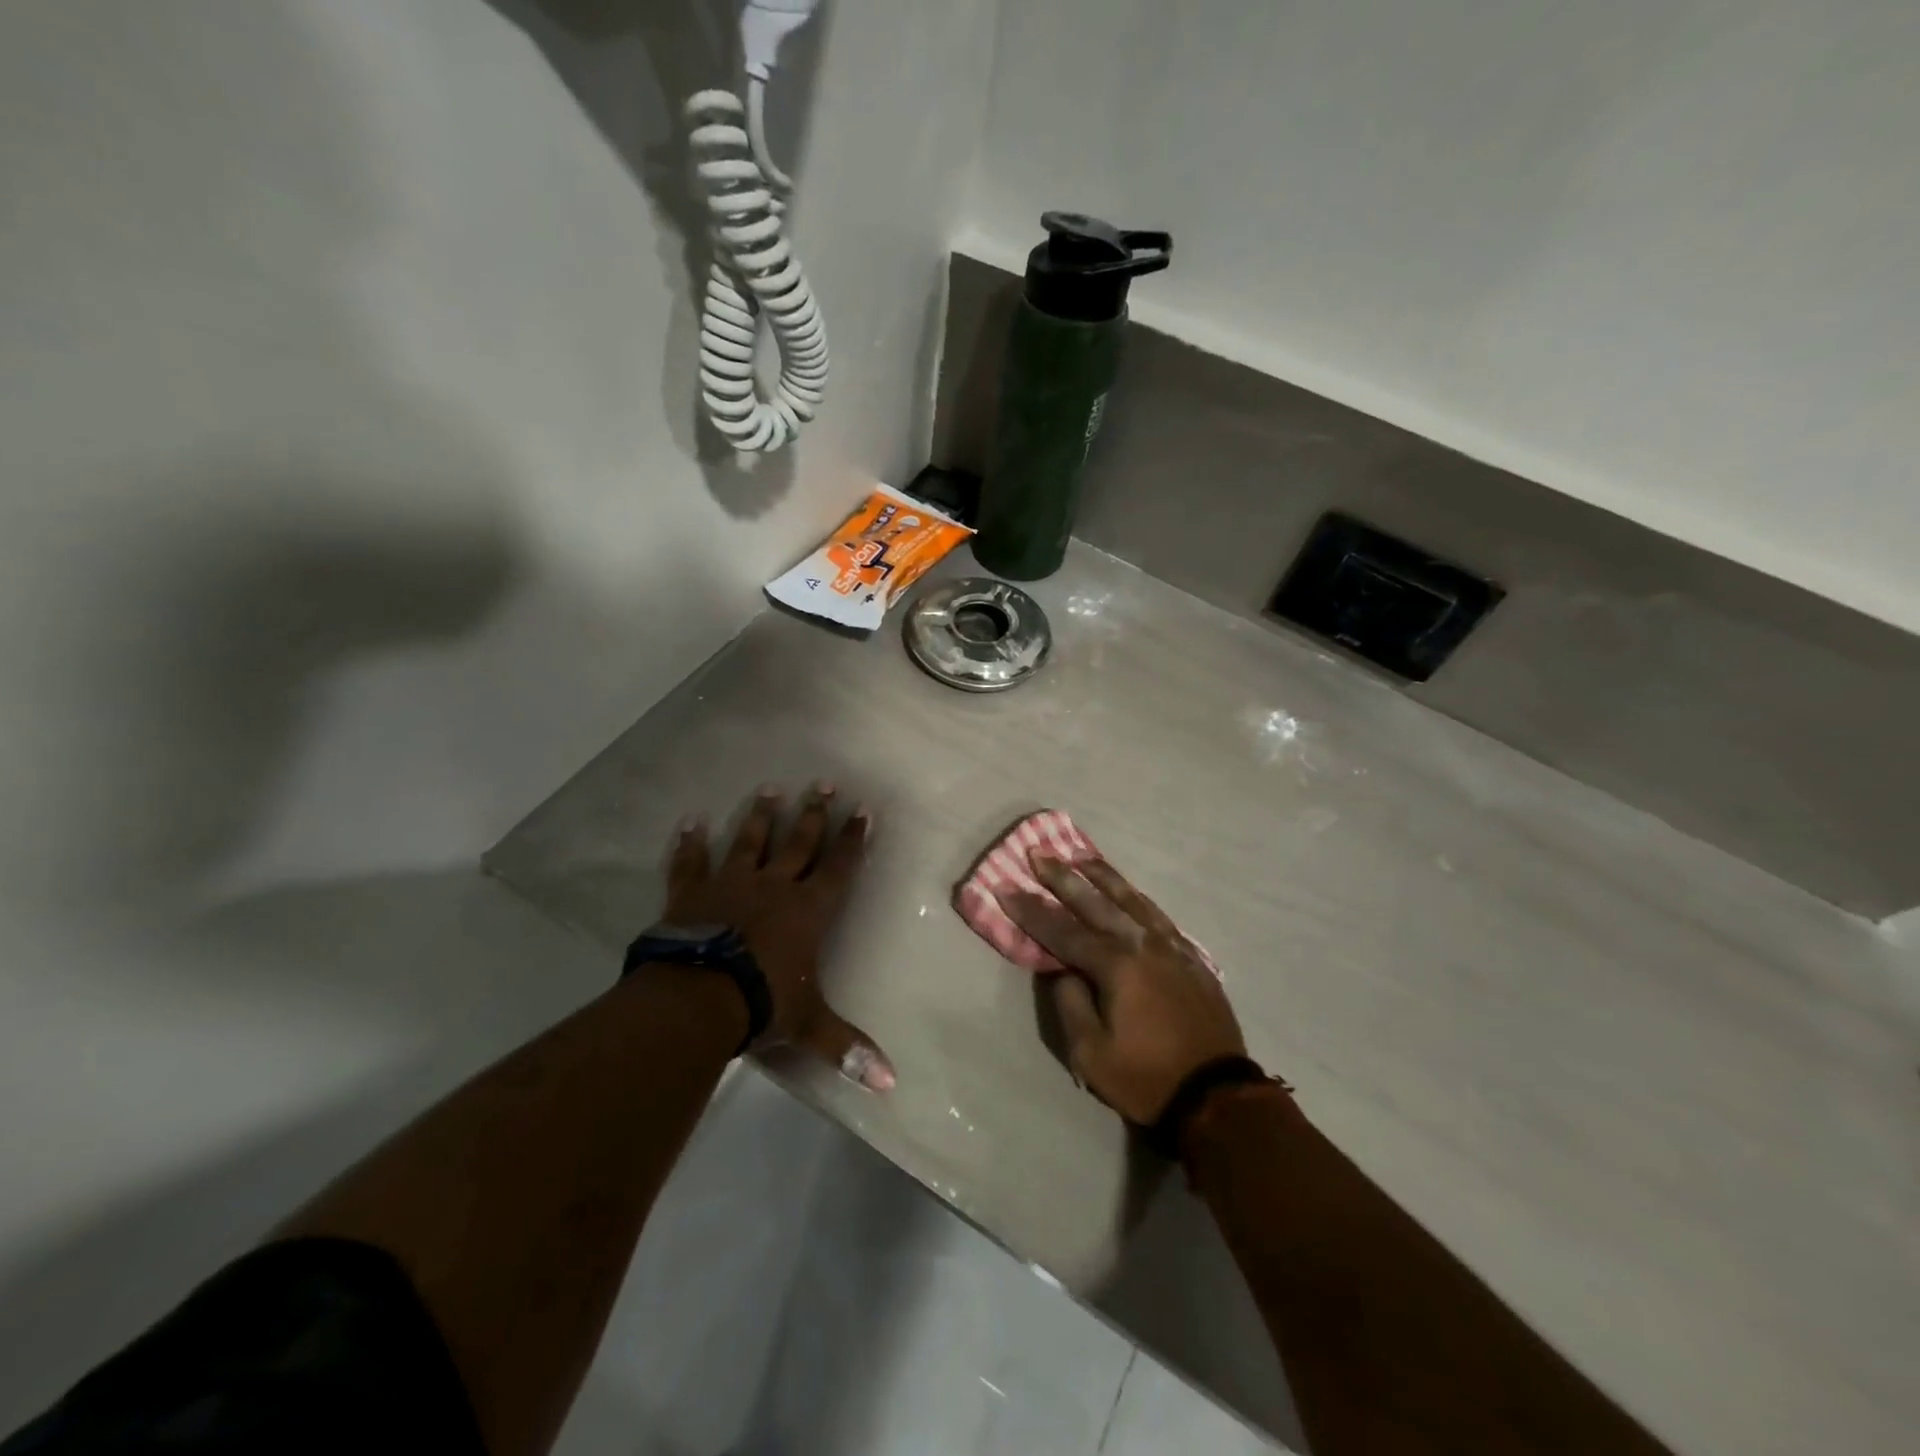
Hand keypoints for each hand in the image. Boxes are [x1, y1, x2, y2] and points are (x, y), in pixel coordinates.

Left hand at [666, 783, 894, 1090]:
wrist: (697, 998)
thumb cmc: (762, 1002)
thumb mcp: (809, 1025)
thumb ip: (846, 1047)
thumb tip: (890, 1084)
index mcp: (808, 910)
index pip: (838, 867)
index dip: (852, 839)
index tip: (862, 810)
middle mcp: (774, 886)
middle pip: (799, 842)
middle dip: (814, 814)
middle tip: (824, 783)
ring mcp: (730, 884)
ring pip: (750, 841)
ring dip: (761, 816)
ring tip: (770, 788)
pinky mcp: (692, 892)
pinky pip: (691, 862)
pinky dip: (690, 843)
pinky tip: (690, 821)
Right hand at [999, 855, 1244, 1124]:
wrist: (1217, 1095)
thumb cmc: (1146, 1078)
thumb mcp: (1091, 1053)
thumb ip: (1070, 1003)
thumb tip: (1062, 969)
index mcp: (1116, 966)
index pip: (1063, 931)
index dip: (1032, 910)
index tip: (1006, 886)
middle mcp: (1143, 945)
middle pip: (1096, 903)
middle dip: (1063, 878)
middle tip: (1039, 853)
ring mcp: (1172, 948)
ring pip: (1131, 900)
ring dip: (1103, 877)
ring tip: (1081, 858)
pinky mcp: (1191, 958)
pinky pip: (1158, 916)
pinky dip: (1137, 898)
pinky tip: (1129, 893)